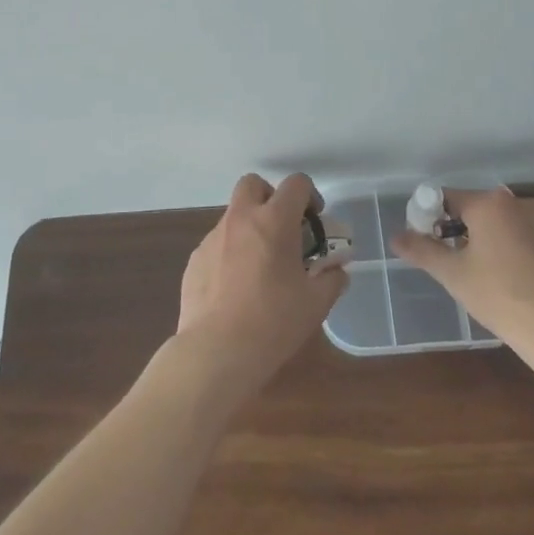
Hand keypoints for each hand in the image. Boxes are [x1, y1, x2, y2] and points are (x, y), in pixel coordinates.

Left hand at [175, 173, 349, 397]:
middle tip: (282, 228)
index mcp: (274, 221)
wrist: (216, 351)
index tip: (314, 221)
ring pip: (233, 215)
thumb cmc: (273, 323)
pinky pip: (217, 243)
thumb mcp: (315, 304)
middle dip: (270, 197)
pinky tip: (235, 287)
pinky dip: (230, 253)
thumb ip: (331, 280)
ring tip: (259, 265)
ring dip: (249, 227)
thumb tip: (338, 271)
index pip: (296, 183)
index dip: (309, 195)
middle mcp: (241, 218)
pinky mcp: (195, 258)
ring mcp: (213, 237)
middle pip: (253, 183)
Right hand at [391, 187, 533, 354]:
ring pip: (504, 225)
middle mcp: (518, 203)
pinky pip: (528, 240)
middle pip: (477, 210)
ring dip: (490, 242)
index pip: (447, 198)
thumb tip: (395, 236)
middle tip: (455, 266)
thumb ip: (422, 251)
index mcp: (489, 204)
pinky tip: (517, 285)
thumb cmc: (502, 299)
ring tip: (487, 278)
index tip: (428, 245)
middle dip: (462, 232)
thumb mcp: (454, 276)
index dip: (431, 218)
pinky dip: (516, 253)